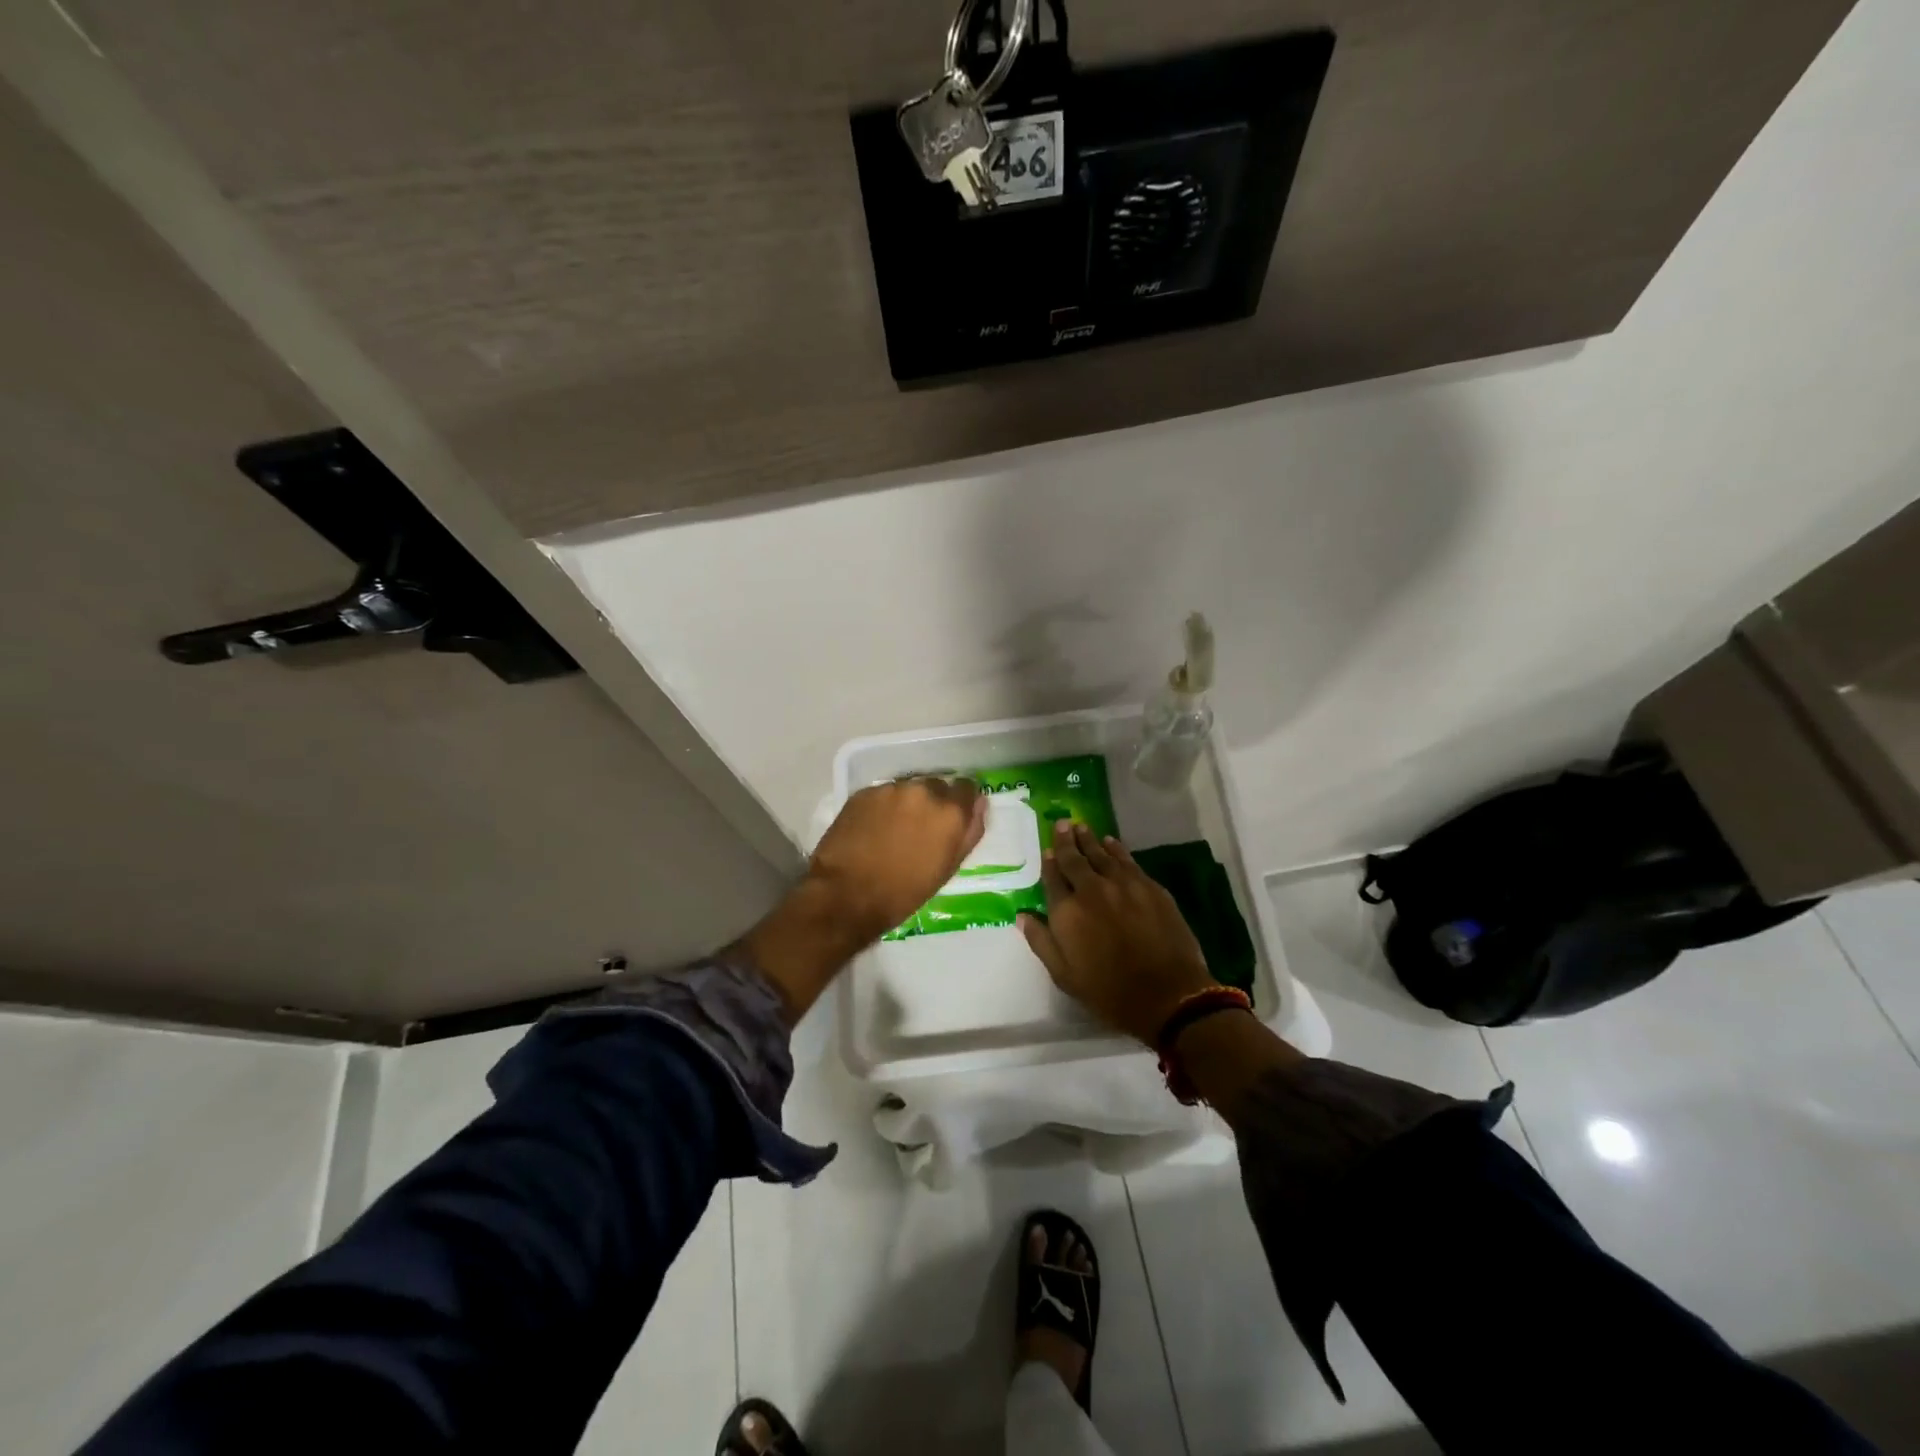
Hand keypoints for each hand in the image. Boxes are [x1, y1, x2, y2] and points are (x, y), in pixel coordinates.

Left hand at [807, 776, 986, 941]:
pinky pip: (883, 794)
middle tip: (920, 829)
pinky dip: (883, 806)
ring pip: (908, 788)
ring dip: (907, 803)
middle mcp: (924, 790)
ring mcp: (891, 789)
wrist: (846, 895)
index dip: (961, 802)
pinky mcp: (864, 792)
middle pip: (937, 786)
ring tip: (894, 830)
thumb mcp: (948, 868)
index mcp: (950, 811)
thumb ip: (970, 832)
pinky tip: (873, 829)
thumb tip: (980, 804)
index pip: (967, 788)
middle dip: (933, 802)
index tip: (953, 818)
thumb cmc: (904, 892)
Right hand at [1019, 821, 1217, 1045]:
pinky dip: (1116, 849)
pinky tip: (1112, 843)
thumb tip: (1023, 915)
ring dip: (1090, 840)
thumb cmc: (1109, 992)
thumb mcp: (1064, 975)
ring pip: (1102, 854)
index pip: (1053, 878)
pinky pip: (1128, 861)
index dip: (1049, 862)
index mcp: (1067, 912)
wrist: (1168, 995)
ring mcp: (1123, 885)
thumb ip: (1041, 941)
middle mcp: (1091, 890)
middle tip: (1062, 824)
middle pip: (1075, 859)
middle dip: (1066, 841)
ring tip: (1082, 827)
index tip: (1047, 849)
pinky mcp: (1150, 887)